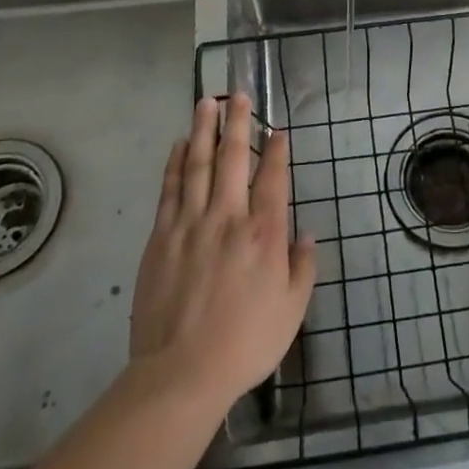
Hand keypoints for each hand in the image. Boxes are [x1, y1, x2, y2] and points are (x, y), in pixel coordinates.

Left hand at [129, 95, 315, 409]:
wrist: (181, 373)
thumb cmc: (245, 343)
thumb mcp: (292, 311)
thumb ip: (303, 267)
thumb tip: (306, 234)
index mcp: (264, 233)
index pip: (272, 178)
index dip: (276, 150)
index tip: (277, 129)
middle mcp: (229, 217)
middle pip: (233, 158)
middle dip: (238, 122)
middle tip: (238, 95)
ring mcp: (191, 223)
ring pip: (198, 163)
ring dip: (204, 129)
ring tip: (206, 102)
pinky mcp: (162, 236)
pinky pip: (170, 188)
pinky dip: (175, 162)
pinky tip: (179, 144)